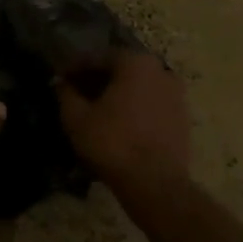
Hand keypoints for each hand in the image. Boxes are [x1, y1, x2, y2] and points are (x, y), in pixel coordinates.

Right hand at [54, 50, 190, 210]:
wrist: (155, 184)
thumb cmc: (113, 143)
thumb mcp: (77, 118)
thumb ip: (66, 94)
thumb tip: (60, 82)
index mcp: (135, 62)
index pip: (98, 57)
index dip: (75, 67)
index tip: (60, 78)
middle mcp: (160, 70)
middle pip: (121, 69)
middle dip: (97, 79)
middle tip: (77, 93)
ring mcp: (176, 94)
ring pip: (138, 86)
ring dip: (117, 93)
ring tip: (97, 110)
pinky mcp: (182, 117)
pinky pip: (151, 104)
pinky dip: (135, 108)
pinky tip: (120, 123)